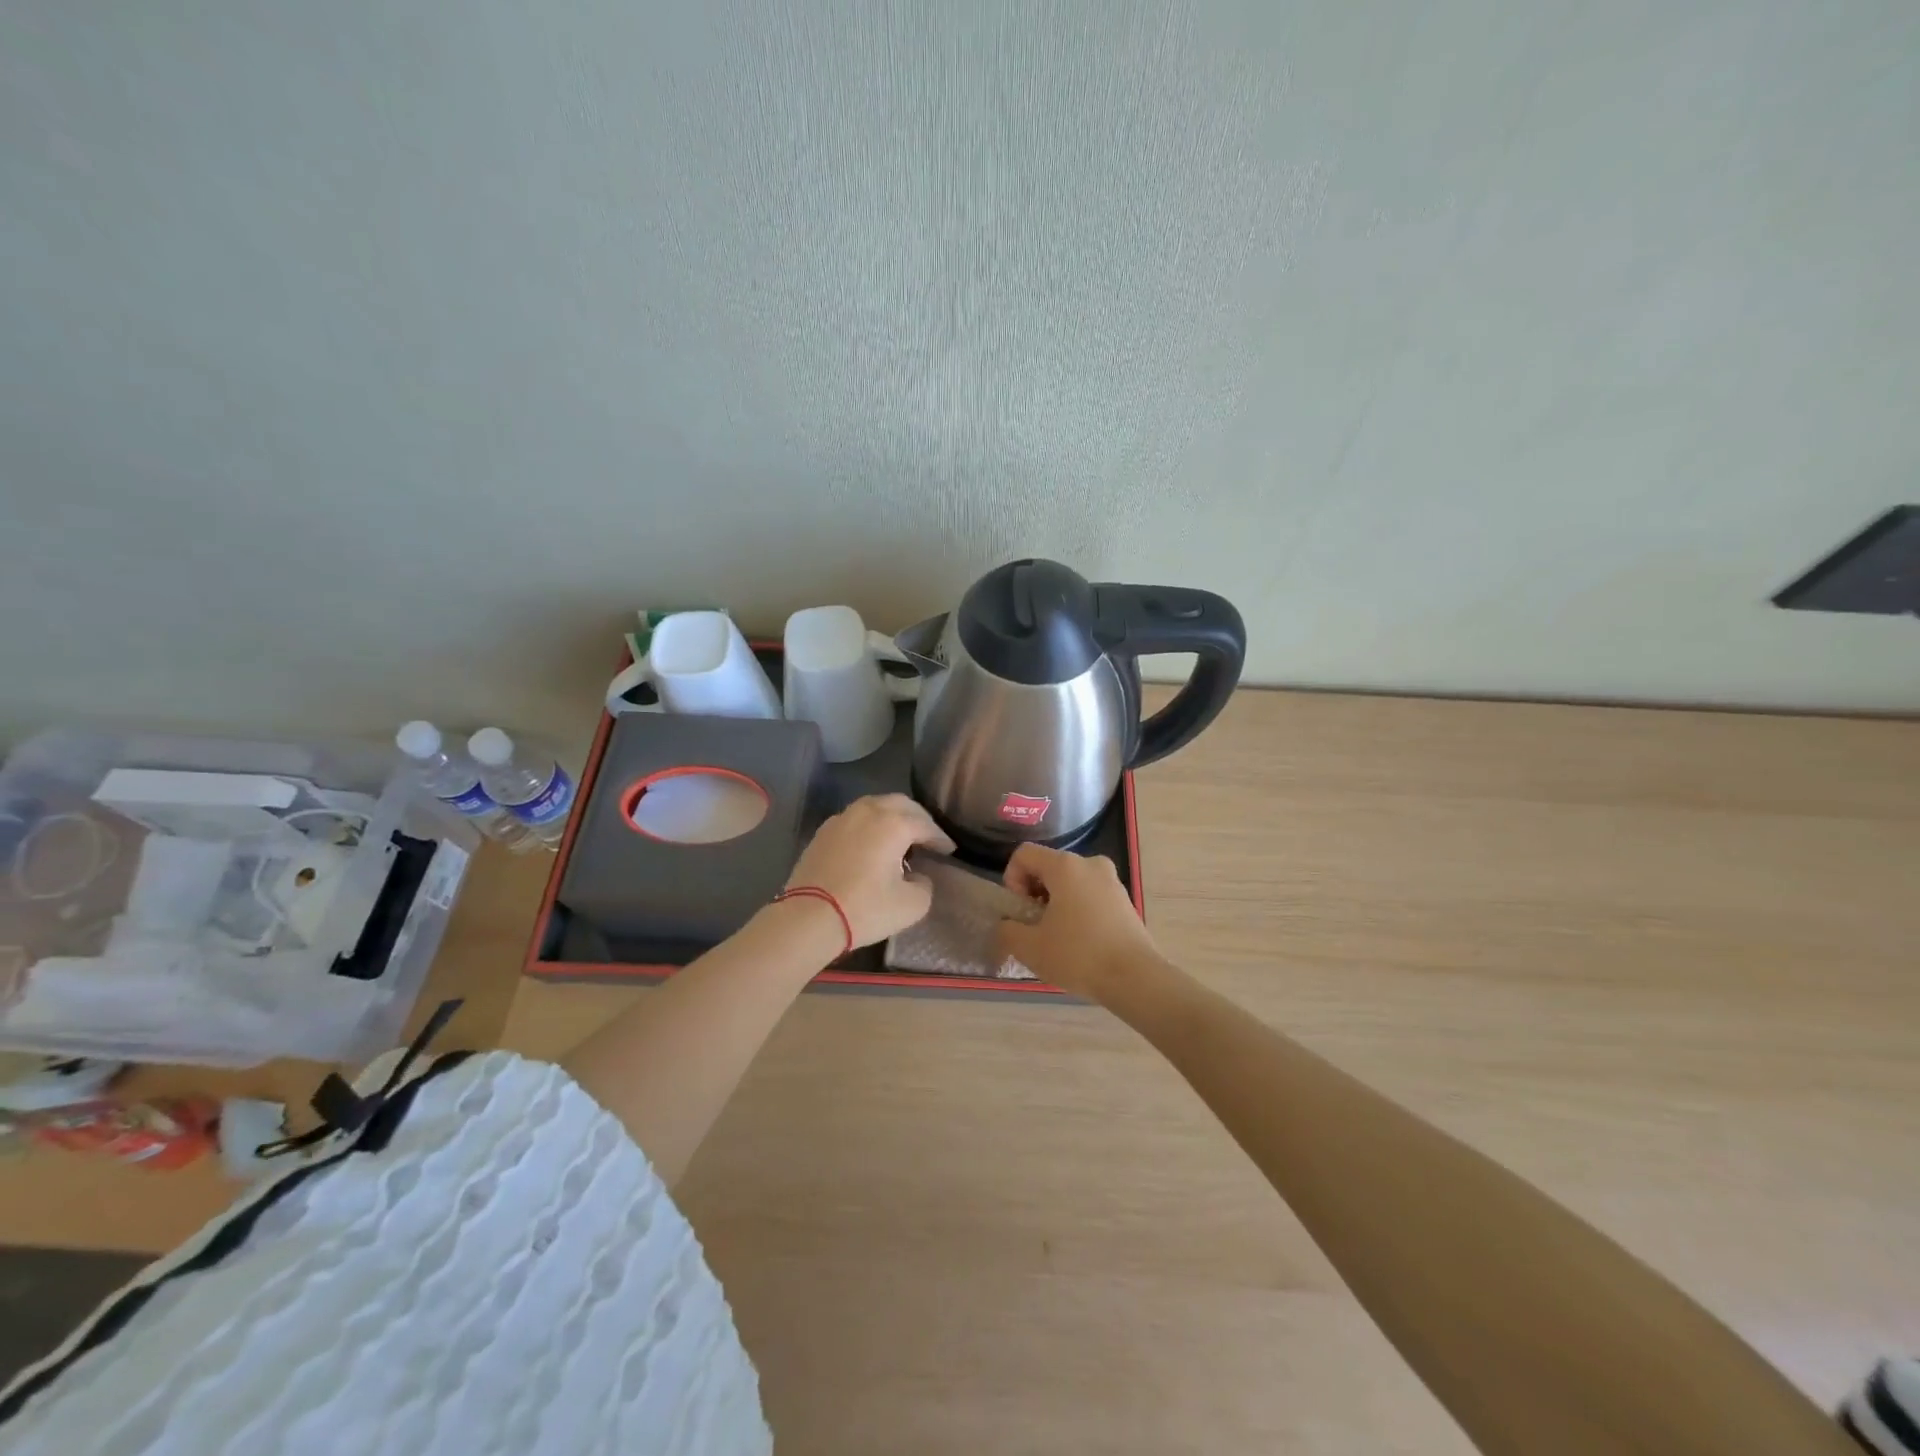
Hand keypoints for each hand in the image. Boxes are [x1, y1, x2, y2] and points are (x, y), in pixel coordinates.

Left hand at [784, 794, 954, 947]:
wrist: (808, 918)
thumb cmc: (864, 909)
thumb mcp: (911, 905)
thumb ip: (924, 885)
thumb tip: (917, 876)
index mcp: (893, 824)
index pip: (925, 825)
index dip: (940, 838)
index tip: (948, 851)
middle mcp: (868, 812)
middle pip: (901, 804)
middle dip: (918, 818)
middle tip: (928, 837)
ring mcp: (842, 819)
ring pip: (875, 806)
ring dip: (892, 817)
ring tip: (900, 837)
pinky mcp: (823, 832)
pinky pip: (854, 819)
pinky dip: (869, 825)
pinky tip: (871, 844)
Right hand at [995, 844, 1163, 998]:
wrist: (1135, 978)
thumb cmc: (1078, 956)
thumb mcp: (1030, 947)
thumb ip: (1007, 930)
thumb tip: (1008, 925)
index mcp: (1065, 866)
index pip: (1024, 854)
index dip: (1012, 879)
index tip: (1019, 910)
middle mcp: (1090, 864)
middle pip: (1048, 867)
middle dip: (1034, 893)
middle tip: (1034, 927)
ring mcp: (1111, 880)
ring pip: (1070, 882)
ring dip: (1056, 903)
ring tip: (1057, 938)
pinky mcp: (1124, 900)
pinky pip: (1089, 895)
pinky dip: (1077, 910)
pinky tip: (1080, 942)